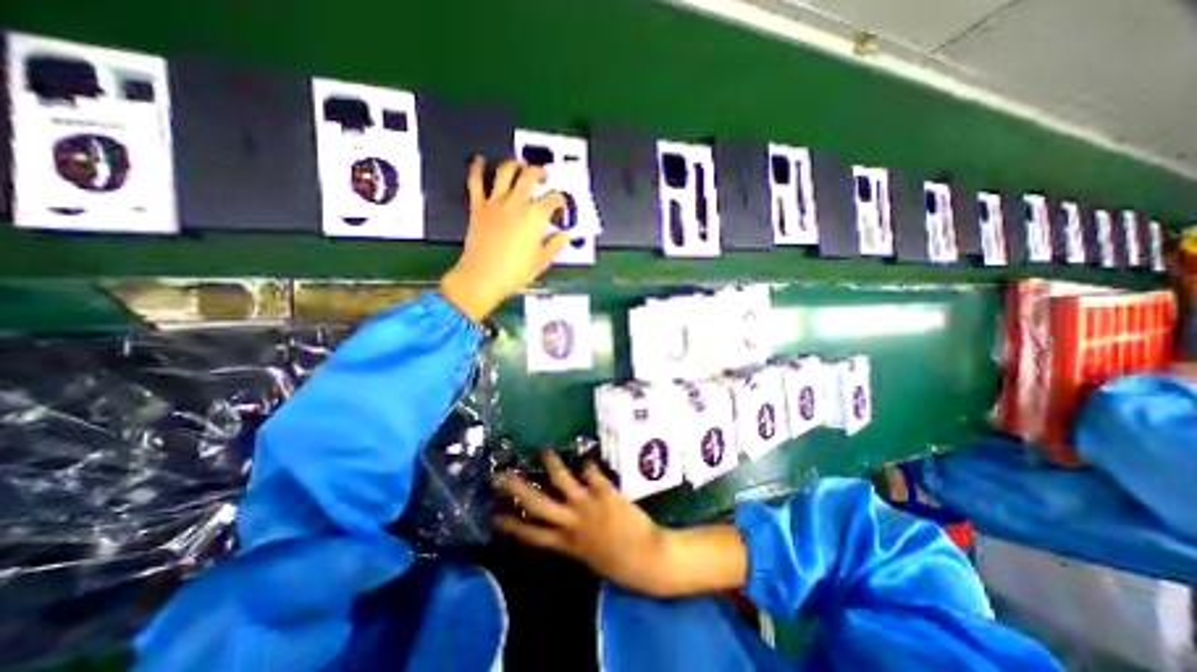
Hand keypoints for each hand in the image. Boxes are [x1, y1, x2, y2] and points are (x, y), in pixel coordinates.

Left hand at [442, 157, 566, 322]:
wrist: (483, 277)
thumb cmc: (516, 272)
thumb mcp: (542, 261)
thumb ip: (555, 245)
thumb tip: (565, 234)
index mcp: (535, 217)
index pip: (553, 199)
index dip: (560, 200)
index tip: (561, 206)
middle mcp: (516, 203)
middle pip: (530, 176)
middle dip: (540, 172)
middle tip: (544, 176)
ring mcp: (495, 203)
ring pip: (505, 172)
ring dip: (515, 164)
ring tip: (520, 164)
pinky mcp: (478, 207)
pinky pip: (476, 182)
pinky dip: (477, 169)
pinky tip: (480, 160)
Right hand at [496, 453, 745, 596]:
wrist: (646, 558)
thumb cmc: (617, 562)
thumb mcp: (587, 558)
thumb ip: (572, 541)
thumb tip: (560, 525)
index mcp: (565, 544)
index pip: (530, 535)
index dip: (511, 524)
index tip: (493, 513)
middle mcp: (571, 523)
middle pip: (537, 504)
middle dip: (516, 489)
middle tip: (501, 474)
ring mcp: (587, 505)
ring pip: (561, 480)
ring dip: (551, 464)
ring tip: (543, 451)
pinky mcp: (604, 491)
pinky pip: (591, 472)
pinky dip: (587, 464)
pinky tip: (584, 457)